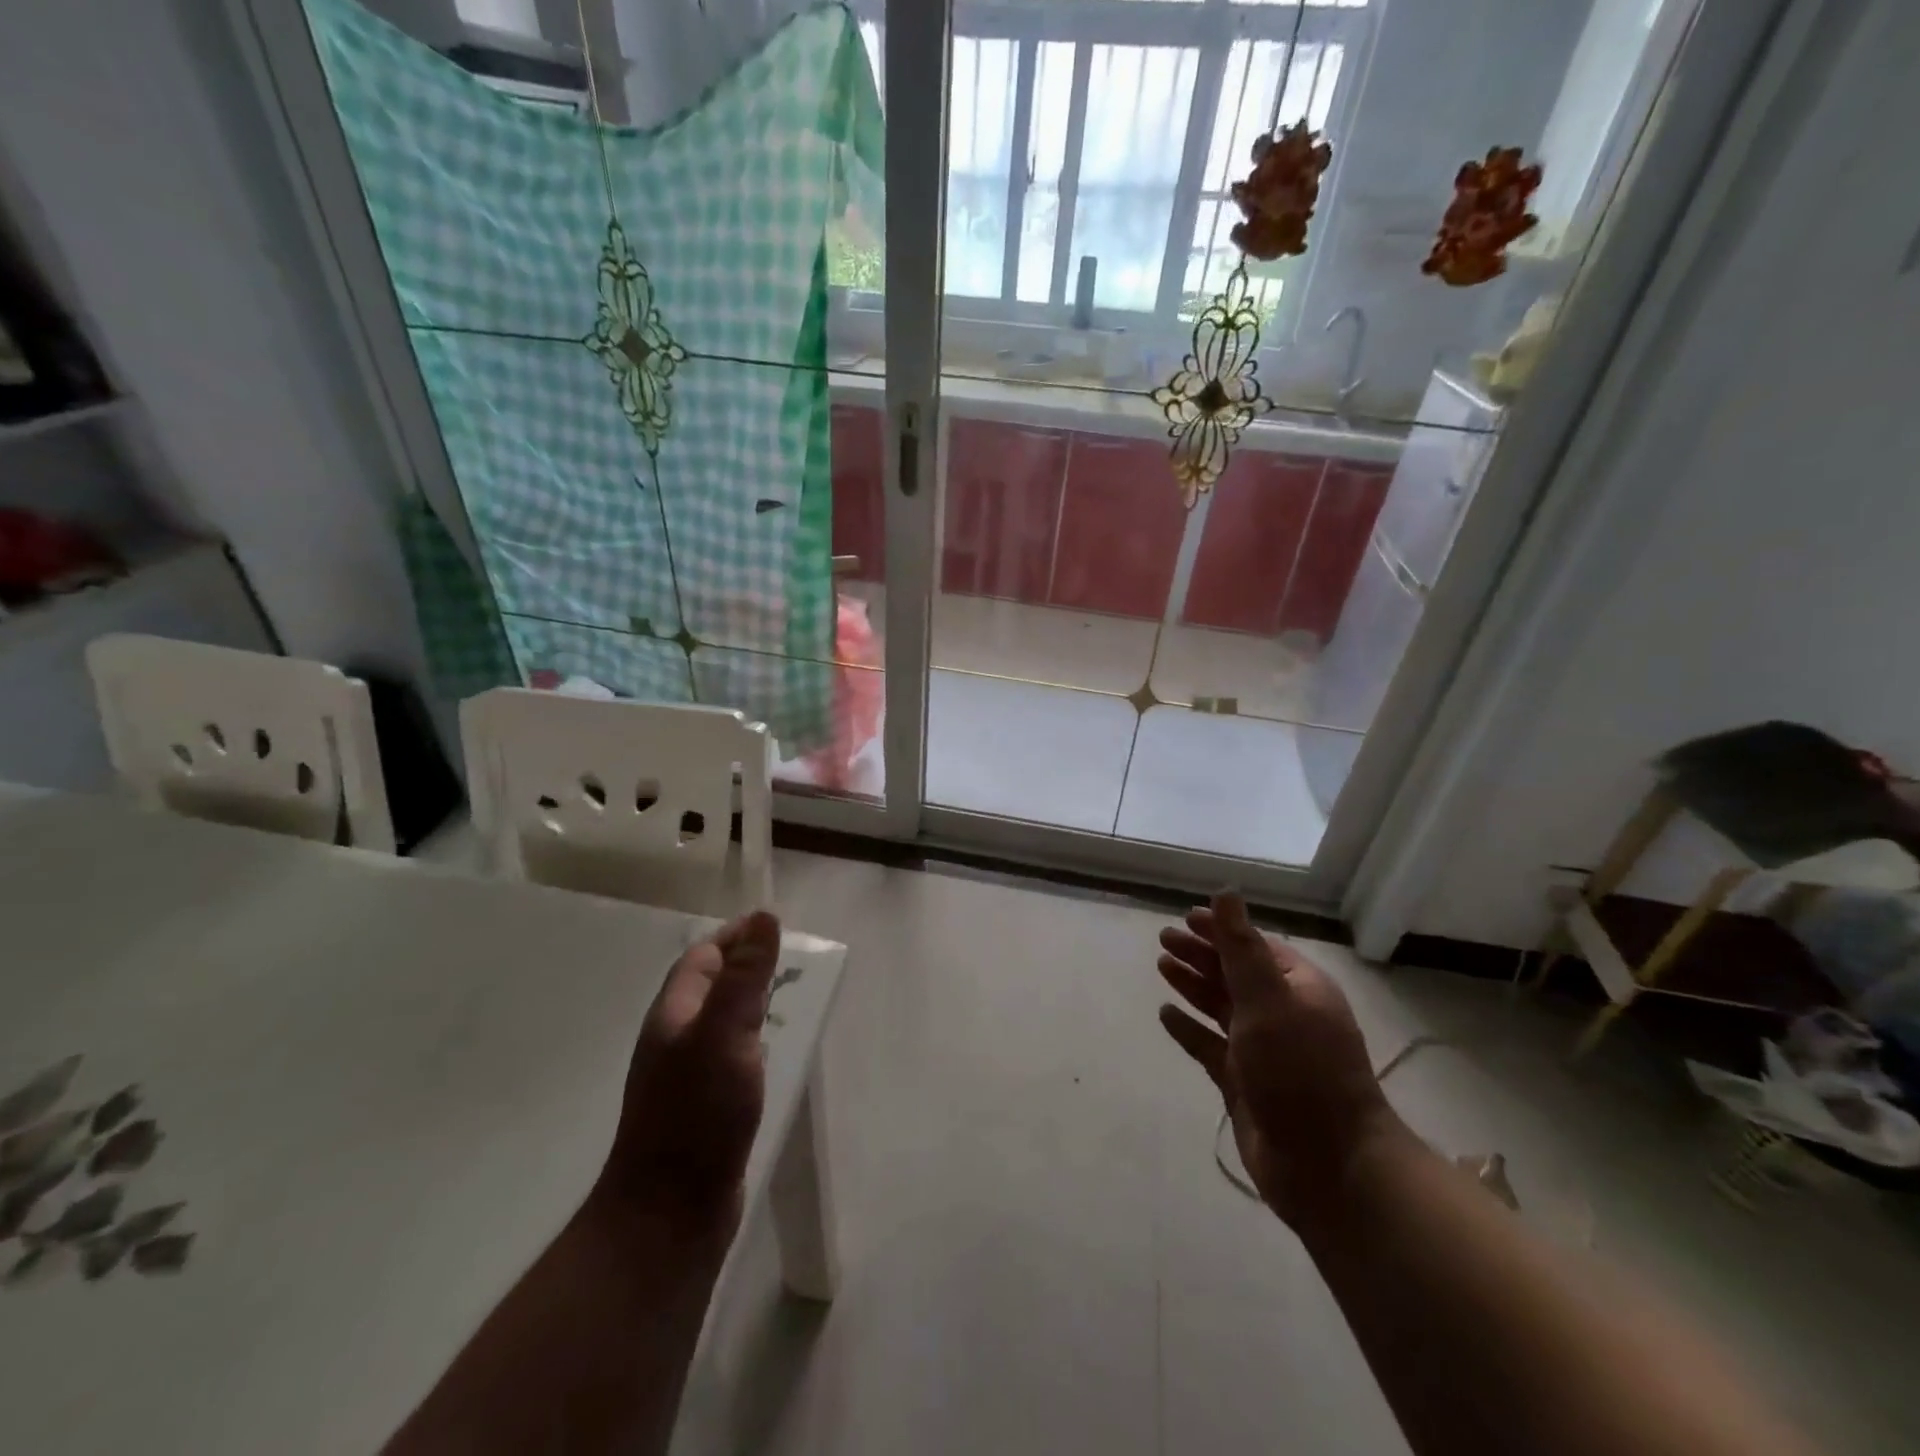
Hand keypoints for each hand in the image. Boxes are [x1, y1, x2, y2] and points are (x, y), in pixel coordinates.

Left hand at [595, 910, 782, 1241]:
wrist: (669, 1212)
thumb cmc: (697, 1113)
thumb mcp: (725, 1033)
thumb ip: (745, 976)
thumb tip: (763, 917)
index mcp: (673, 1015)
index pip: (701, 958)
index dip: (734, 936)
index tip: (772, 924)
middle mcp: (675, 1039)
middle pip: (708, 986)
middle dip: (743, 964)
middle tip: (787, 957)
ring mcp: (686, 1076)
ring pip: (719, 1021)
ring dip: (748, 1000)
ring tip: (786, 995)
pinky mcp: (703, 1107)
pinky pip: (729, 1054)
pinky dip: (751, 1038)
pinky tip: (770, 1050)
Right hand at [1157, 892, 1397, 1227]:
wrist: (1328, 1165)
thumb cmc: (1300, 1070)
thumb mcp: (1268, 999)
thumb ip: (1241, 946)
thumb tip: (1226, 892)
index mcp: (1298, 989)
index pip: (1254, 947)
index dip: (1221, 930)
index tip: (1186, 918)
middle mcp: (1282, 1015)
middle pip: (1234, 974)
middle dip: (1200, 954)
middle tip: (1163, 939)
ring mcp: (1262, 1051)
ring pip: (1221, 1007)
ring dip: (1193, 985)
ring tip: (1161, 967)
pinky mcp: (1244, 1084)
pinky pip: (1210, 1046)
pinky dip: (1190, 1029)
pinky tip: (1166, 1015)